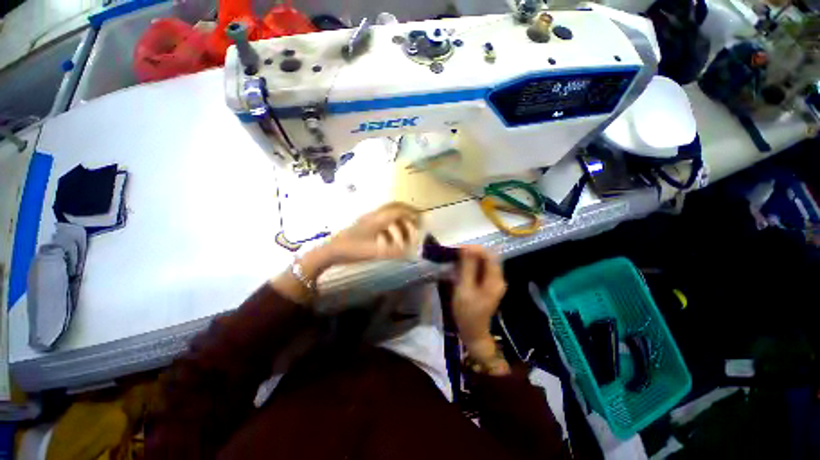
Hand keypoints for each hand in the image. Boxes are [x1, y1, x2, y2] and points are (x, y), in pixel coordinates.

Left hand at [322, 202, 420, 265]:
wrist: (332, 249)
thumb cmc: (352, 250)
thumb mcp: (374, 252)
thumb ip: (393, 251)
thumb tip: (409, 251)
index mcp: (377, 220)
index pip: (397, 211)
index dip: (411, 214)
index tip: (420, 219)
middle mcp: (373, 215)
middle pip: (393, 206)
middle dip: (406, 210)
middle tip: (416, 218)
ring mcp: (368, 218)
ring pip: (387, 210)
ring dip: (399, 214)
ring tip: (407, 223)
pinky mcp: (364, 223)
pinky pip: (382, 216)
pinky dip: (391, 219)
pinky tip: (393, 228)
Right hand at [452, 246, 506, 361]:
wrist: (472, 332)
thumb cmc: (467, 312)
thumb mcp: (465, 288)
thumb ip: (467, 267)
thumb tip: (468, 248)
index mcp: (495, 279)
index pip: (489, 255)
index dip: (475, 249)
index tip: (458, 250)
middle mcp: (497, 278)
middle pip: (487, 257)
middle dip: (471, 253)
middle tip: (455, 256)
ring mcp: (493, 281)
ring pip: (483, 262)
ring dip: (470, 259)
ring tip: (455, 261)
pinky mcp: (487, 284)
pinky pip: (480, 269)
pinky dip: (470, 266)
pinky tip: (460, 269)